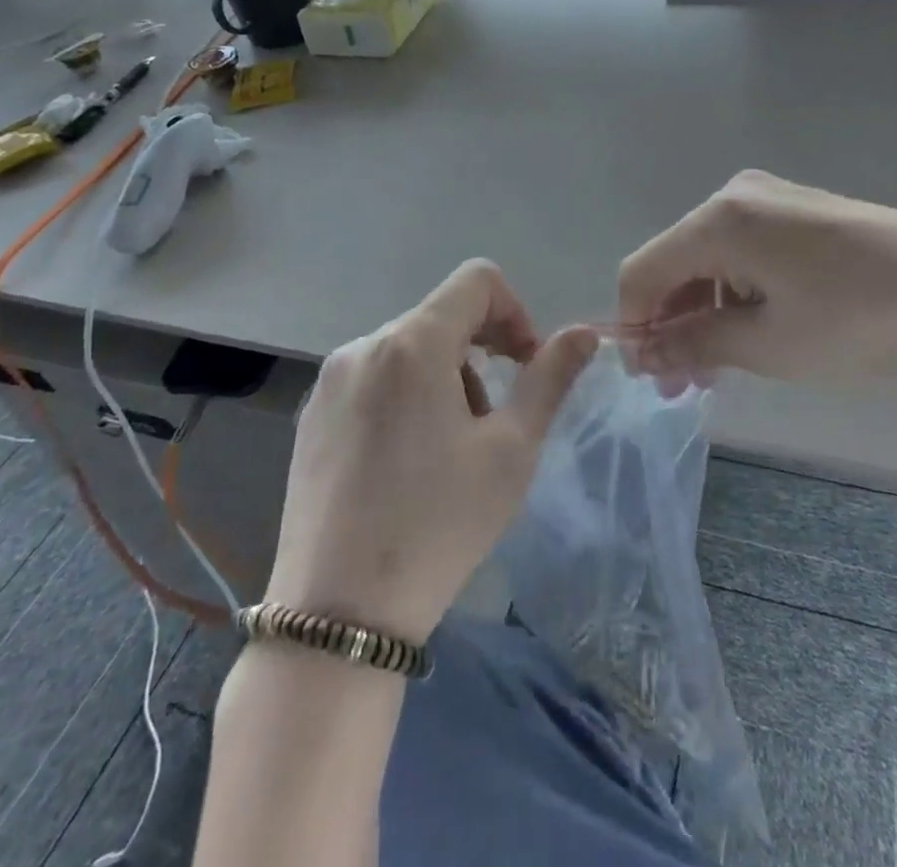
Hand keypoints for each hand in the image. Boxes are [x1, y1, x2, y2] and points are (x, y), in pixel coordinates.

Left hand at [269, 261, 598, 642]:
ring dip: (444, 376)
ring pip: (408, 348)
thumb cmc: (439, 525)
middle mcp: (363, 345)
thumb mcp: (511, 450)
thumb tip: (585, 333)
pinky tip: (405, 461)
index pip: (476, 280)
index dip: (515, 311)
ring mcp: (330, 380)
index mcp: (412, 343)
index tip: (525, 365)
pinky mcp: (311, 414)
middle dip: (481, 352)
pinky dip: (405, 395)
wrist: (336, 615)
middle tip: (493, 419)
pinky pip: (374, 377)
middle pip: (442, 316)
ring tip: (449, 449)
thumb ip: (550, 378)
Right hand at [618, 170, 896, 384]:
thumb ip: (694, 344)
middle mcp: (733, 196)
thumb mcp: (768, 343)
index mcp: (719, 220)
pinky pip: (740, 250)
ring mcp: (767, 198)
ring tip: (715, 369)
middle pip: (674, 262)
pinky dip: (732, 291)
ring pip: (707, 258)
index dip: (633, 324)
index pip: (643, 270)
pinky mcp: (794, 210)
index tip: (646, 377)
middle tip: (683, 385)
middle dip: (670, 323)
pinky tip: (747, 331)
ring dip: (701, 312)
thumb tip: (644, 354)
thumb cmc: (856, 317)